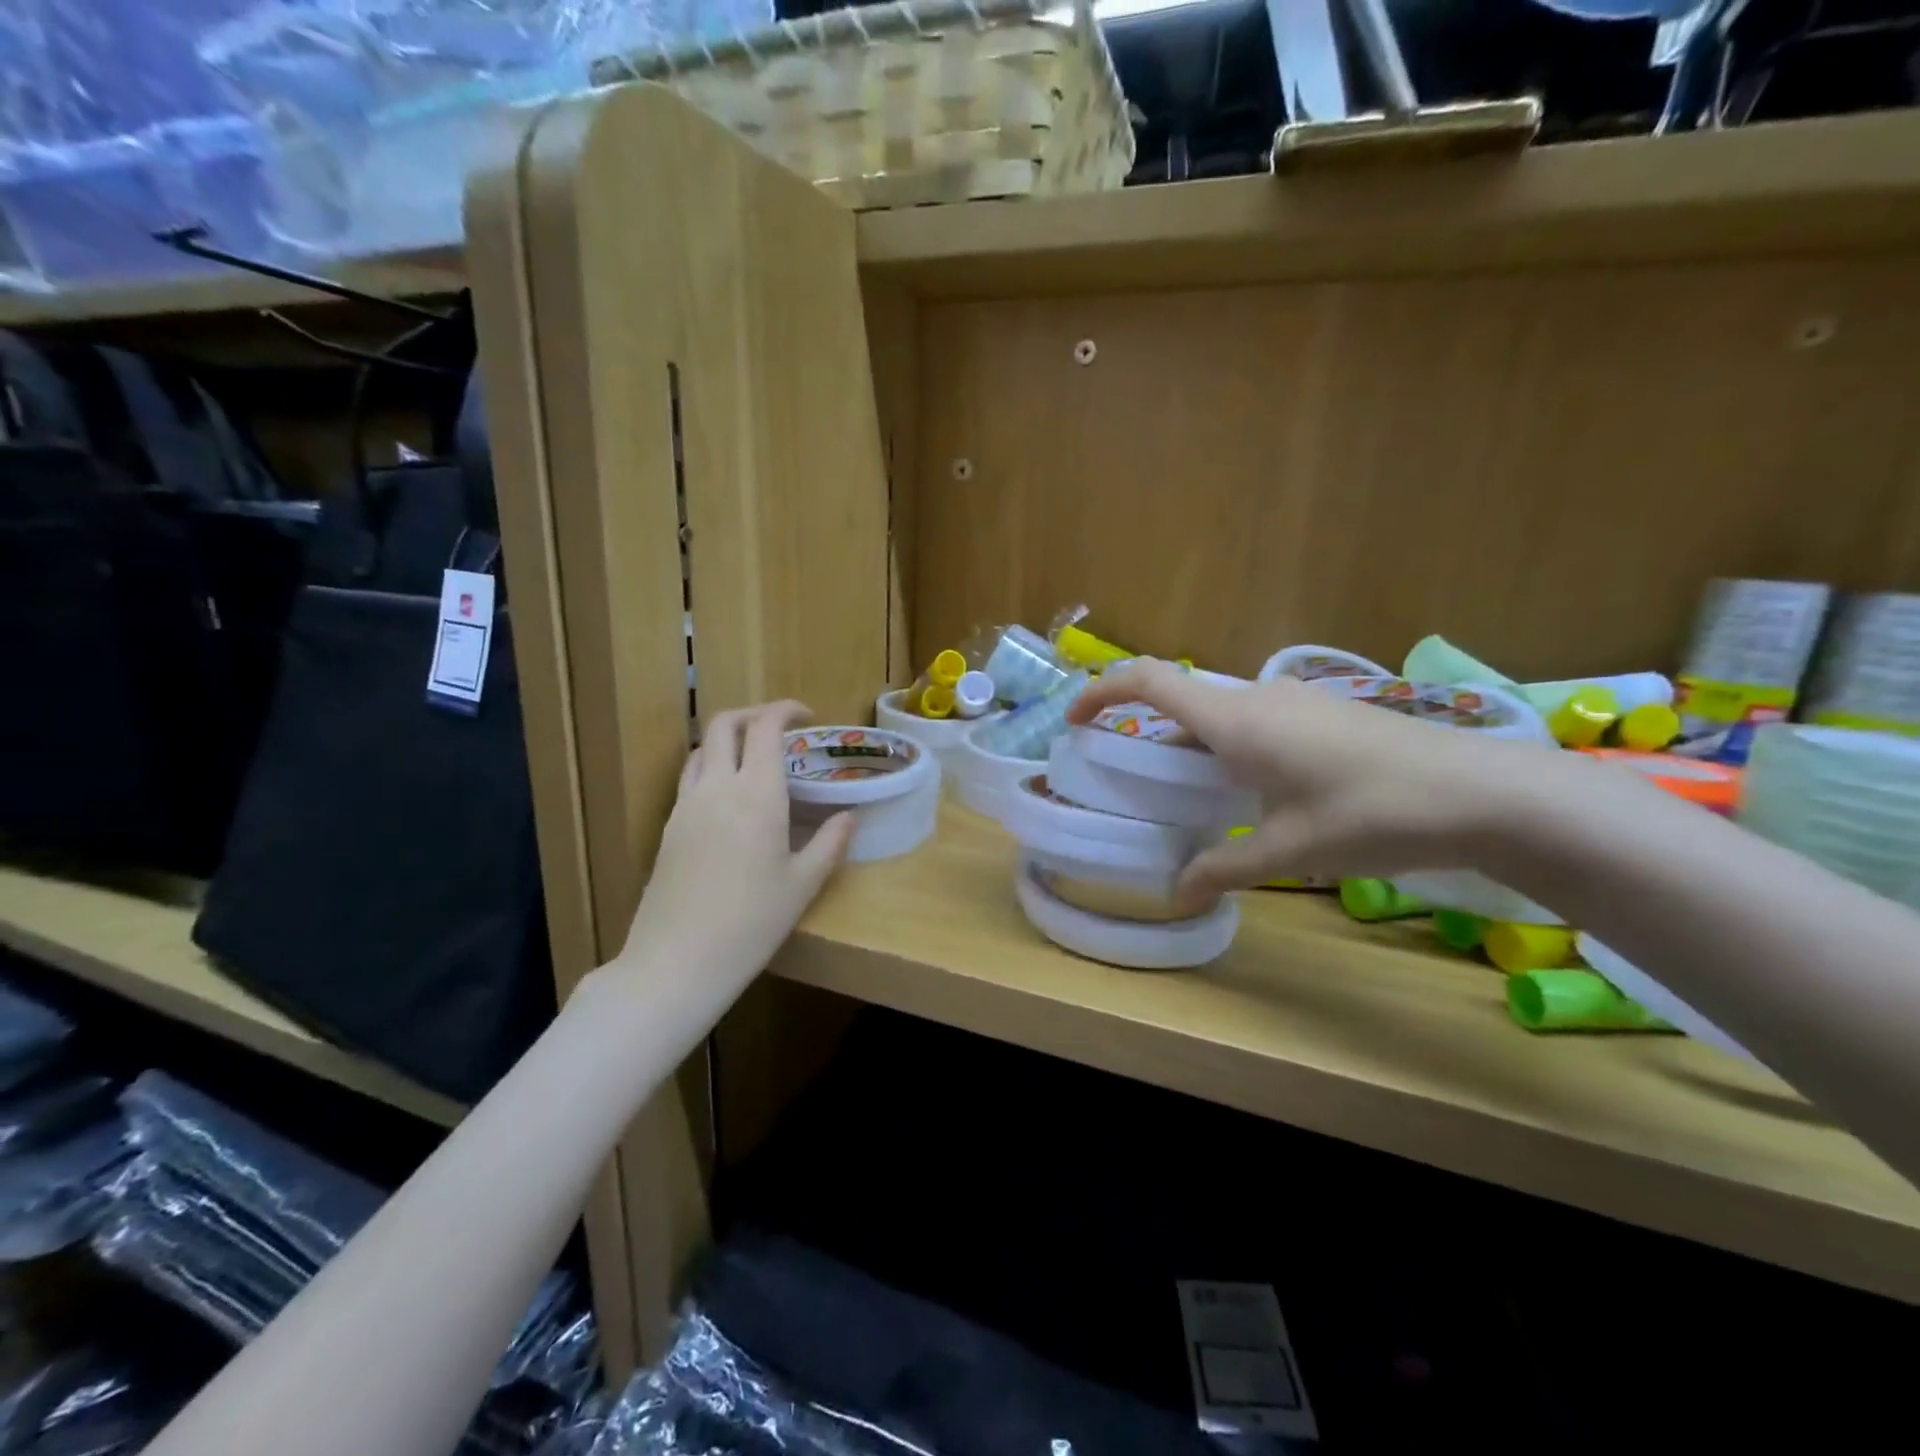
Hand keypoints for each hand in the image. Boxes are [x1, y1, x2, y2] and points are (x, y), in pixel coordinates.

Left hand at [620, 701, 853, 994]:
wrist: (677, 961)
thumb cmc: (751, 923)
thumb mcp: (802, 885)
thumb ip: (829, 843)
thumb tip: (849, 817)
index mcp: (757, 794)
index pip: (766, 727)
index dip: (786, 710)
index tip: (808, 717)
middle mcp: (717, 787)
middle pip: (724, 724)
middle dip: (753, 714)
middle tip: (780, 729)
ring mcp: (686, 805)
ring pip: (702, 749)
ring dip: (728, 739)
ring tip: (754, 759)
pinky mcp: (668, 827)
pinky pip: (690, 778)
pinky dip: (711, 767)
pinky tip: (729, 798)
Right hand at [1067, 660, 1573, 902]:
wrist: (1482, 792)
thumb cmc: (1372, 815)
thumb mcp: (1291, 851)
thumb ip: (1226, 868)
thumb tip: (1179, 894)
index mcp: (1236, 720)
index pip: (1148, 681)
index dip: (1101, 691)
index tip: (1075, 718)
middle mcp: (1258, 698)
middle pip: (1182, 699)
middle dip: (1149, 731)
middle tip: (1137, 779)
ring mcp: (1296, 699)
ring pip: (1221, 711)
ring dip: (1194, 741)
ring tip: (1195, 792)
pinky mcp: (1325, 711)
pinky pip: (1255, 718)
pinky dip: (1231, 743)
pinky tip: (1256, 788)